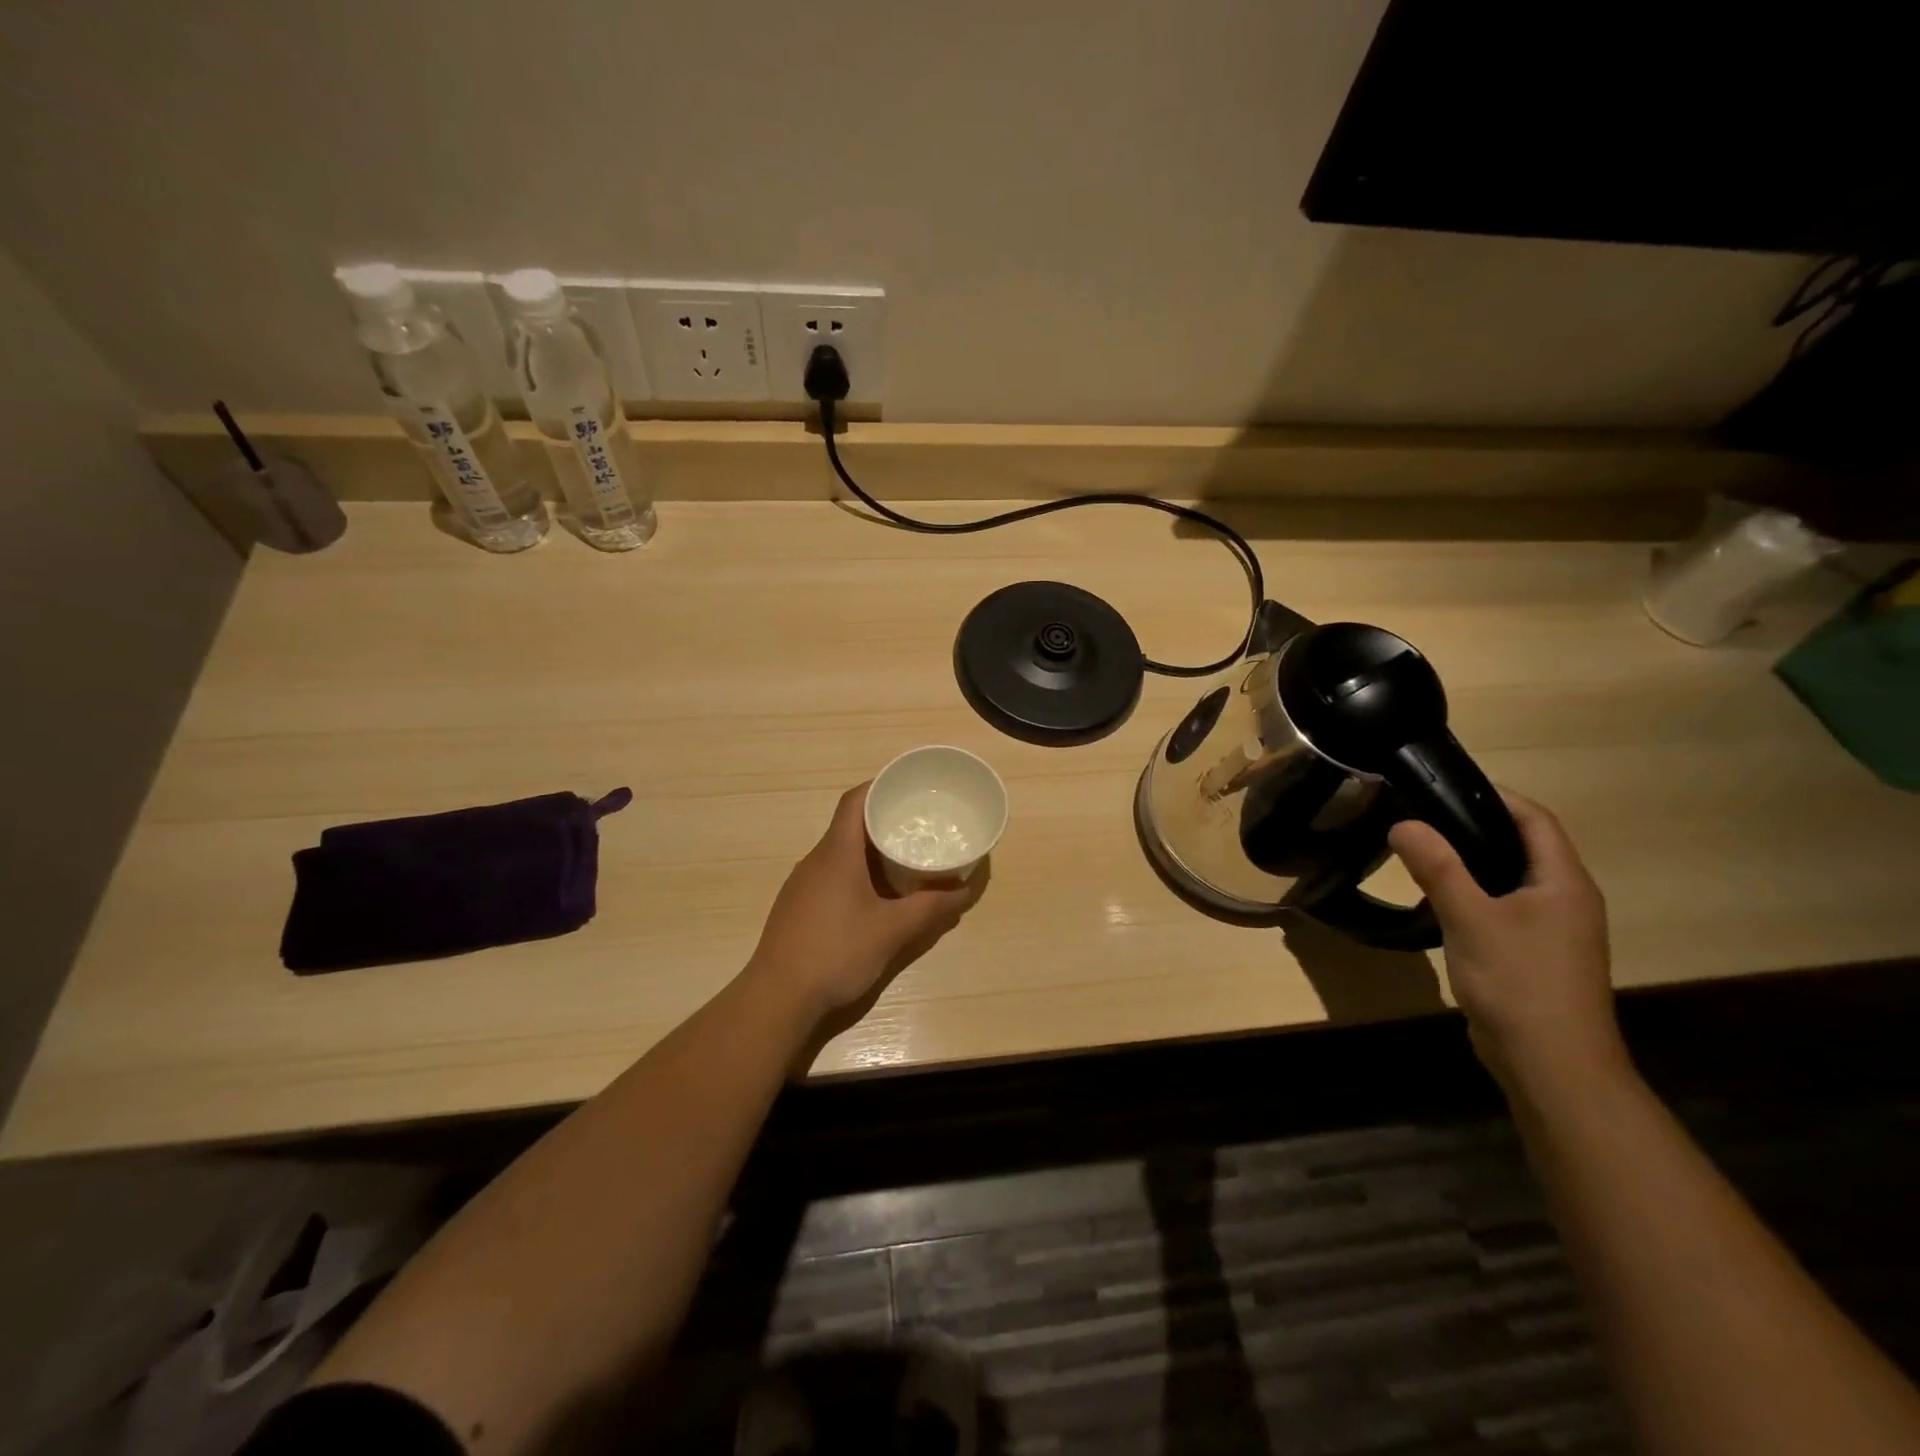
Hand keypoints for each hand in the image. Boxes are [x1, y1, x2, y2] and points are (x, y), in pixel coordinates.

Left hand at [748, 783, 978, 1023]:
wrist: (777, 998)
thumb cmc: (836, 952)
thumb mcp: (892, 930)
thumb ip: (931, 908)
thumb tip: (964, 890)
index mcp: (836, 853)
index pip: (854, 801)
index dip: (880, 786)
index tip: (908, 788)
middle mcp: (815, 860)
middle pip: (849, 825)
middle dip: (883, 821)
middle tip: (918, 825)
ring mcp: (802, 884)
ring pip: (840, 853)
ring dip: (870, 851)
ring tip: (904, 859)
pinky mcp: (797, 907)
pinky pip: (831, 875)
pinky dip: (856, 874)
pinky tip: (875, 897)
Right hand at [1389, 791, 1626, 1097]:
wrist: (1551, 1065)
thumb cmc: (1519, 982)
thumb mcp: (1471, 918)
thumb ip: (1438, 867)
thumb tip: (1403, 822)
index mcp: (1563, 882)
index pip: (1535, 820)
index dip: (1496, 796)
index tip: (1445, 783)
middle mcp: (1566, 900)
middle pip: (1524, 846)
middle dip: (1477, 824)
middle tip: (1422, 812)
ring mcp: (1553, 931)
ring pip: (1511, 878)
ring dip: (1473, 859)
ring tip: (1423, 848)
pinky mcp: (1534, 954)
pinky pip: (1504, 907)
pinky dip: (1474, 892)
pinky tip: (1438, 898)